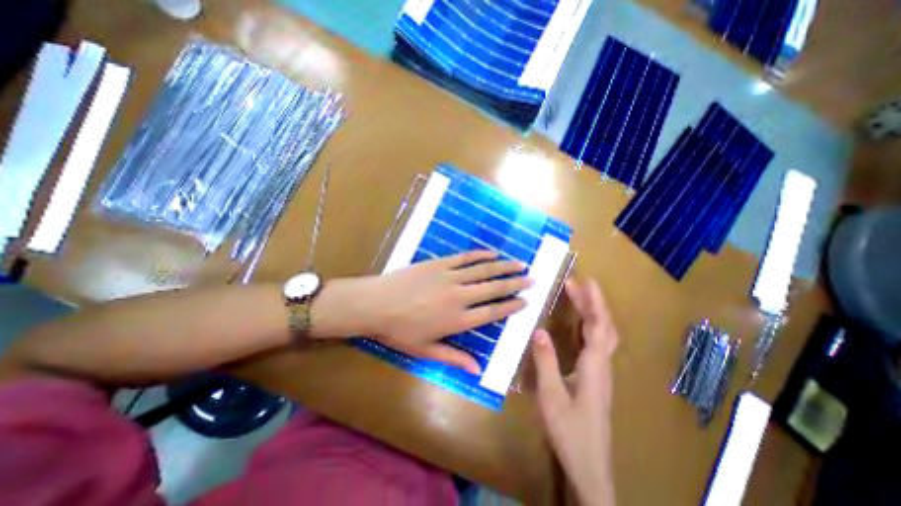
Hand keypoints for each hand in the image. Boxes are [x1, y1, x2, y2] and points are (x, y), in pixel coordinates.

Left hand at [313, 250, 528, 372]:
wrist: (375, 304)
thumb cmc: (399, 330)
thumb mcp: (425, 350)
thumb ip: (454, 358)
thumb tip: (478, 370)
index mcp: (458, 320)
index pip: (492, 312)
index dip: (511, 306)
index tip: (525, 301)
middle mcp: (460, 296)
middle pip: (494, 288)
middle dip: (515, 283)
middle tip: (532, 278)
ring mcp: (450, 277)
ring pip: (484, 270)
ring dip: (503, 267)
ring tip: (520, 263)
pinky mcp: (439, 263)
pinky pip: (465, 258)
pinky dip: (481, 255)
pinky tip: (492, 253)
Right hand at [534, 282, 619, 505]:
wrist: (589, 464)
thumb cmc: (569, 430)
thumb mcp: (551, 396)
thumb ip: (545, 362)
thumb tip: (538, 330)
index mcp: (594, 366)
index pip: (598, 326)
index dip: (594, 302)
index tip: (586, 281)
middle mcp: (602, 364)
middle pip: (604, 326)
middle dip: (593, 302)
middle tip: (576, 284)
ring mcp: (602, 372)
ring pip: (604, 335)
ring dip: (592, 313)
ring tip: (578, 297)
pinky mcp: (597, 378)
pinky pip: (597, 344)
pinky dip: (590, 327)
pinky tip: (579, 325)